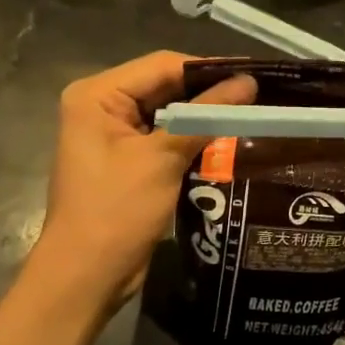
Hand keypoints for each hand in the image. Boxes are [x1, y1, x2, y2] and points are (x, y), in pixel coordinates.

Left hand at [34, 51, 254, 315]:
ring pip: (168, 111)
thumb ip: (206, 115)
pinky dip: (193, 136)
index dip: (210, 68)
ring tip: (252, 110)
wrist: (85, 278)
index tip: (255, 71)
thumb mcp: (163, 158)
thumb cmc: (116, 212)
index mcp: (97, 95)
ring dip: (204, 114)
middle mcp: (101, 105)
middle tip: (259, 92)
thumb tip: (249, 83)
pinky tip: (228, 137)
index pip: (162, 65)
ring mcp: (112, 134)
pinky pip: (165, 135)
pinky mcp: (126, 159)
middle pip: (164, 85)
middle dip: (209, 91)